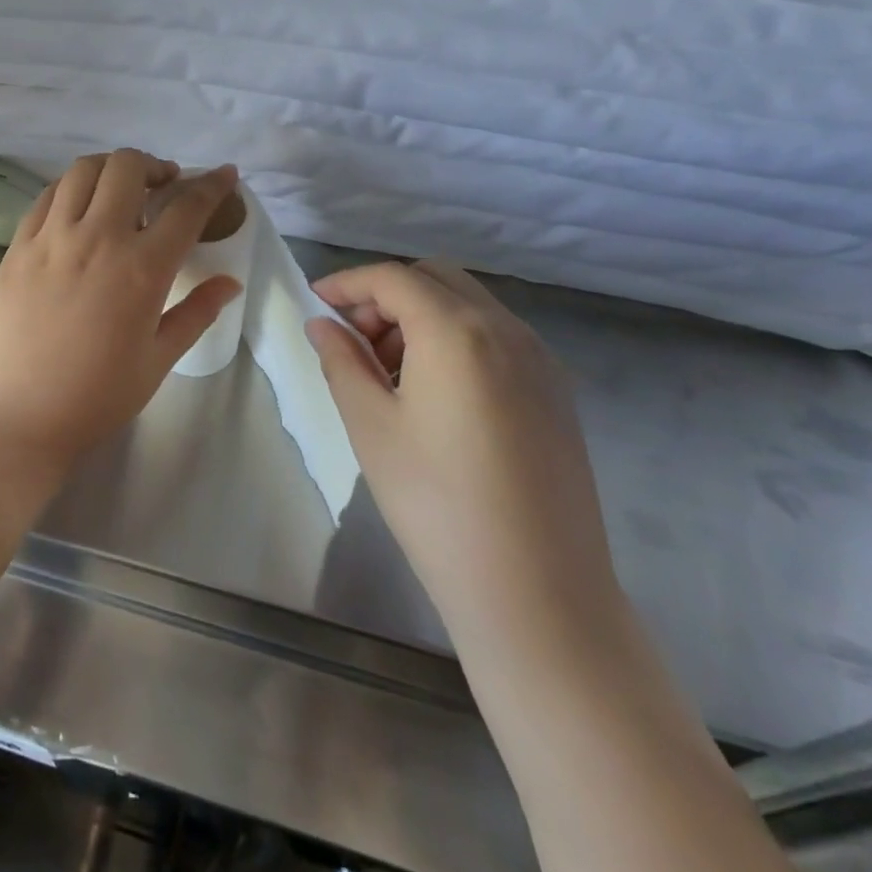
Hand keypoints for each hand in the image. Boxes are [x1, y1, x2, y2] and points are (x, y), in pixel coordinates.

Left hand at [0, 151, 242, 480]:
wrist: (13, 416)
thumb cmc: (94, 397)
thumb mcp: (157, 360)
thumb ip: (196, 313)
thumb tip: (230, 282)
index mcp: (141, 268)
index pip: (186, 207)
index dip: (212, 184)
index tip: (224, 174)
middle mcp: (96, 238)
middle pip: (128, 166)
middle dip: (154, 166)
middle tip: (163, 186)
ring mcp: (51, 236)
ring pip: (83, 170)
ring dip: (111, 169)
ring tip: (120, 190)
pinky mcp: (18, 244)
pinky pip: (48, 195)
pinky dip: (71, 188)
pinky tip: (78, 208)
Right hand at [306, 262, 621, 634]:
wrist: (537, 593)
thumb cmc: (437, 504)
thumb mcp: (371, 426)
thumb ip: (341, 360)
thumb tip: (322, 324)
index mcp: (457, 331)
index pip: (392, 278)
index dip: (347, 283)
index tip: (316, 304)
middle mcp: (505, 330)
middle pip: (435, 278)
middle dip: (385, 295)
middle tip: (352, 339)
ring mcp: (539, 360)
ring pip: (468, 305)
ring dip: (420, 315)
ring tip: (388, 372)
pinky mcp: (556, 391)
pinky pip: (496, 336)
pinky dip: (455, 338)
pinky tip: (434, 392)